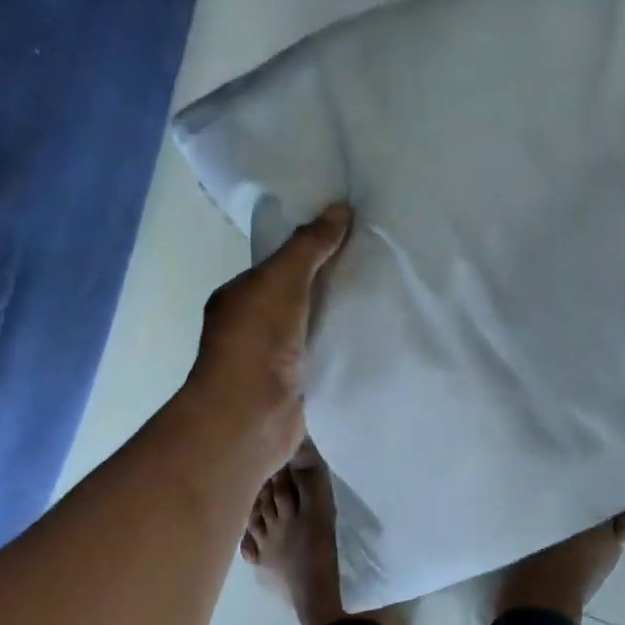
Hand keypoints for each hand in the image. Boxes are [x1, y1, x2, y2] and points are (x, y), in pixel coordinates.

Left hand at [182, 205, 351, 480]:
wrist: (252, 416)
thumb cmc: (256, 340)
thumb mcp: (281, 279)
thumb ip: (309, 246)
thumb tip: (340, 208)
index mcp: (239, 297)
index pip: (278, 266)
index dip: (310, 250)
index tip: (349, 237)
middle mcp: (252, 326)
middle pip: (299, 295)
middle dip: (330, 283)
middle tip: (376, 263)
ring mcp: (274, 359)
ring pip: (313, 327)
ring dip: (339, 316)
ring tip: (384, 295)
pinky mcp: (297, 385)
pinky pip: (325, 356)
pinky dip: (344, 346)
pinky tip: (375, 335)